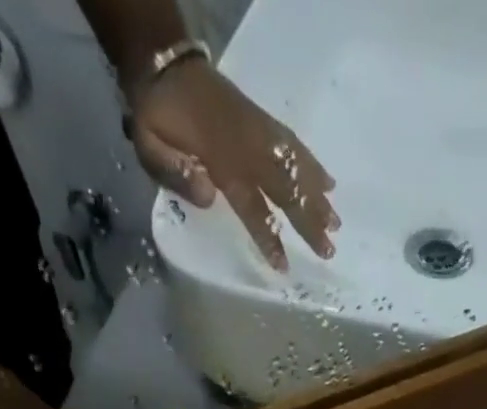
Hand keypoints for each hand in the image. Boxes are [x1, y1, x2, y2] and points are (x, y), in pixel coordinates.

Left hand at [130, 59, 337, 269]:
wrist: (163, 64)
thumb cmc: (156, 115)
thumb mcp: (149, 145)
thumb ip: (175, 173)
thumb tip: (209, 197)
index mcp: (221, 160)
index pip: (252, 206)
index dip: (268, 236)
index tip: (284, 265)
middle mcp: (247, 147)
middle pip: (285, 189)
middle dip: (309, 220)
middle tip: (329, 250)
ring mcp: (258, 131)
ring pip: (295, 167)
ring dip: (317, 196)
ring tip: (337, 222)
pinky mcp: (262, 121)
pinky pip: (293, 144)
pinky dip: (313, 164)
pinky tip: (329, 182)